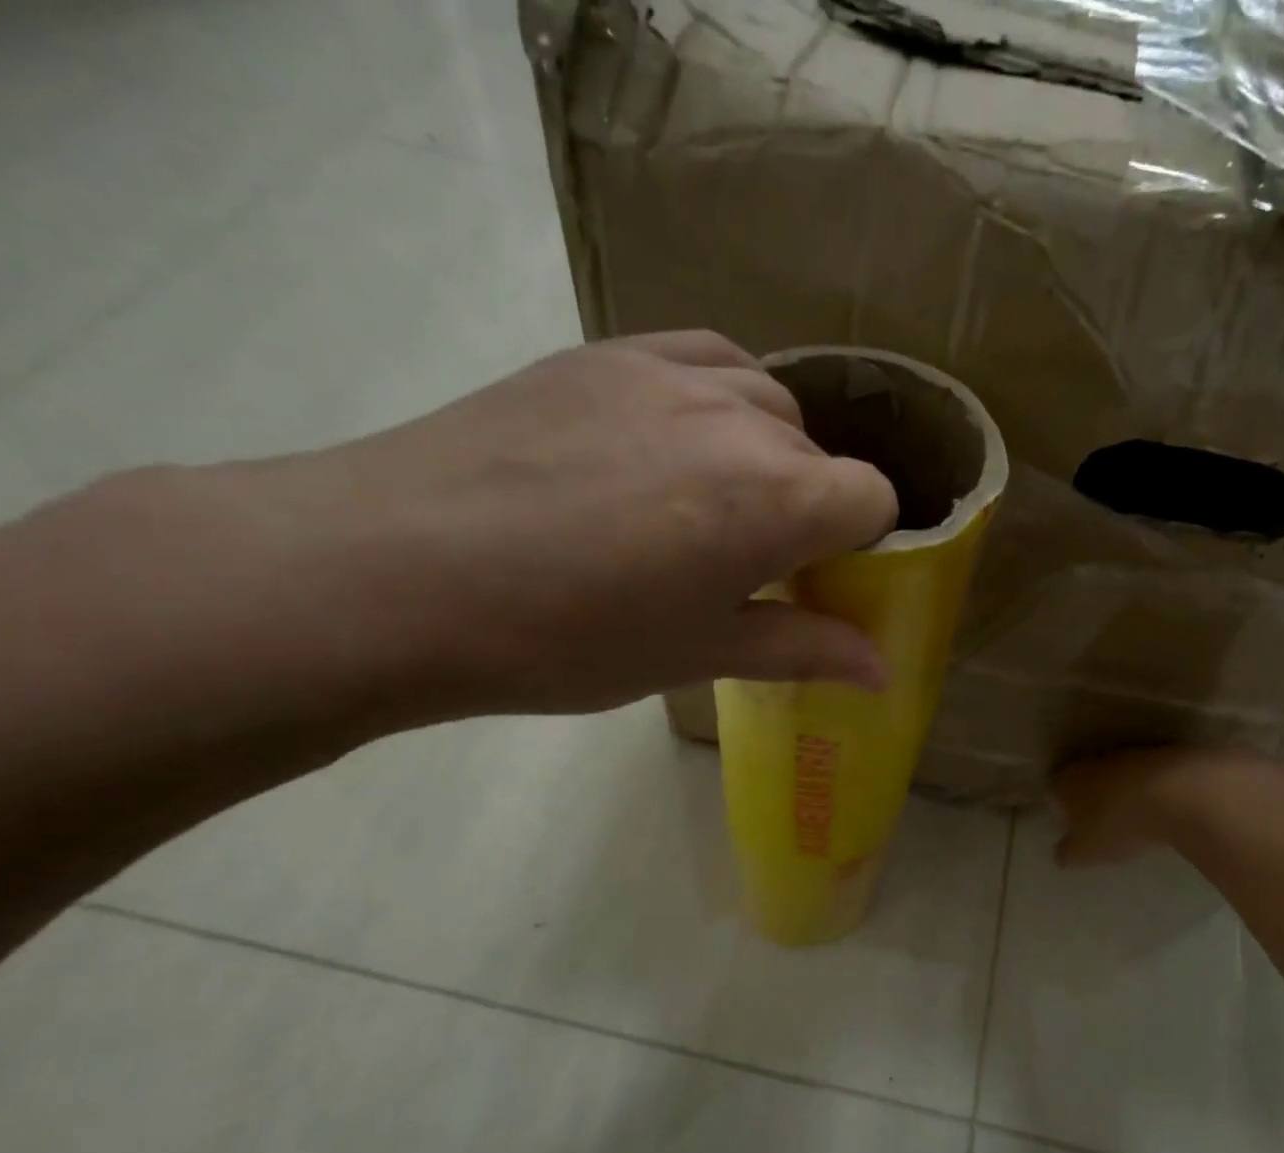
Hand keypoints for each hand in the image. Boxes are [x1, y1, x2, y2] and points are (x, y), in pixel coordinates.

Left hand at [275, 330, 899, 718]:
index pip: (873, 498)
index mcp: (775, 499)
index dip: (862, 544)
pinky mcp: (607, 351)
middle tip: (749, 565)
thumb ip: (804, 649)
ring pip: (766, 404)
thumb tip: (883, 670)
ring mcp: (669, 371)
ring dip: (764, 455)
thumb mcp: (699, 654)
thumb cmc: (568, 637)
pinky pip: (703, 359)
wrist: (399, 572)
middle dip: (808, 511)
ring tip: (707, 505)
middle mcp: (740, 417)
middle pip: (820, 457)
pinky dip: (717, 401)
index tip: (819, 581)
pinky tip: (676, 443)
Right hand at [1051, 747, 1275, 866]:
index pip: (1052, 794)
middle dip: (1089, 800)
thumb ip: (1067, 853)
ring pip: (1115, 775)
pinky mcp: (1160, 754)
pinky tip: (1161, 809)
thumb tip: (1062, 853)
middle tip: (1101, 825)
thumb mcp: (1085, 852)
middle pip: (1083, 781)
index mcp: (1065, 782)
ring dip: (1120, 792)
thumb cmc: (1119, 824)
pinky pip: (1146, 775)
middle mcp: (1090, 762)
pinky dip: (1149, 789)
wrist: (1179, 794)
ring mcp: (1127, 754)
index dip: (1060, 812)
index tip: (1072, 830)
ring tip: (1135, 818)